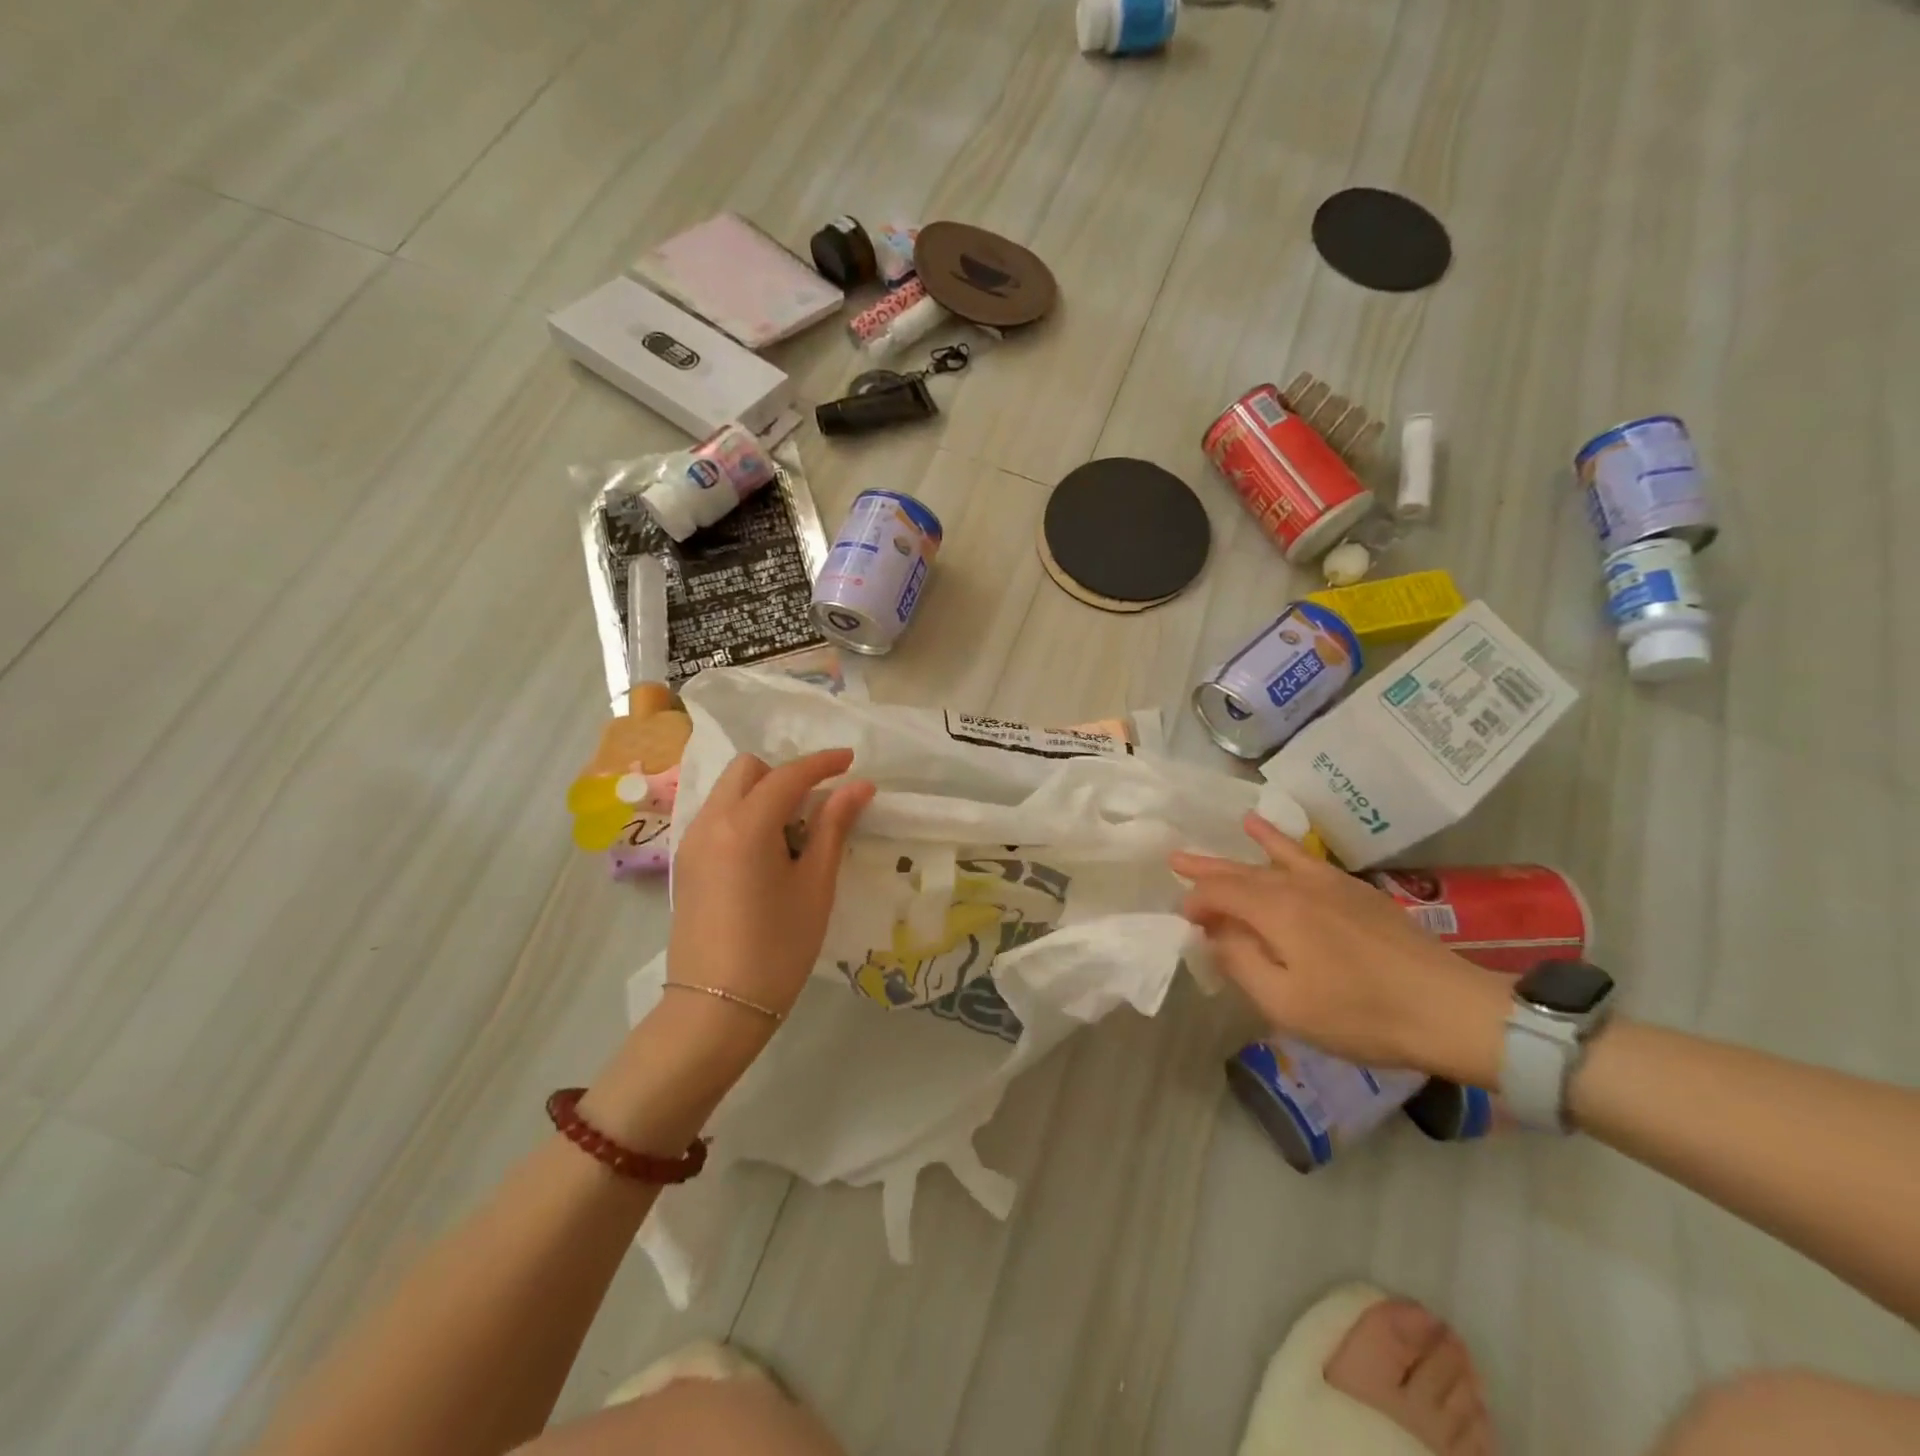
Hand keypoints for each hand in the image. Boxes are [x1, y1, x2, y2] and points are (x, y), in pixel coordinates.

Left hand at [667, 748, 874, 1022]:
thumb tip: (858, 787)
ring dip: (762, 794)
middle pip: (747, 770)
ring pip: (727, 791)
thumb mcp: (815, 886)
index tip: (851, 761)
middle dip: (785, 774)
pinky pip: (716, 817)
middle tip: (817, 804)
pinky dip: (744, 815)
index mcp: (745, 825)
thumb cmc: (777, 949)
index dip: (822, 763)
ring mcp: (691, 843)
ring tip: (794, 833)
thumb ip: (833, 827)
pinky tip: (766, 853)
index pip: (787, 775)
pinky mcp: (685, 864)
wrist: (714, 1010)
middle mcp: (710, 822)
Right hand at [1170, 814, 1507, 1083]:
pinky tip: (1280, 839)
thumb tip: (1215, 935)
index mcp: (1275, 910)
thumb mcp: (1286, 1003)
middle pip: (1241, 871)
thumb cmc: (1361, 1014)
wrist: (1451, 1010)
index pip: (1218, 893)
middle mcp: (1297, 885)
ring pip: (1274, 860)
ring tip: (1231, 826)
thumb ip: (1241, 963)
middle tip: (1174, 858)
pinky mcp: (1357, 893)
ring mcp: (1330, 884)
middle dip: (1207, 867)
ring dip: (1245, 850)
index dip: (1195, 903)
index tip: (1184, 924)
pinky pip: (1308, 859)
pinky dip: (1286, 844)